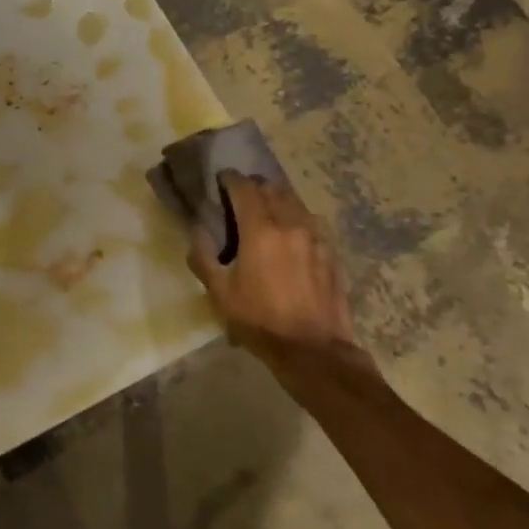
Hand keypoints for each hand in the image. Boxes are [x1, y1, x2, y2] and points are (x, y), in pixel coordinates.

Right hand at [185, 173, 363, 367]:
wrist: (313, 349)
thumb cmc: (260, 320)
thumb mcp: (220, 293)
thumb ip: (203, 257)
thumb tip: (197, 231)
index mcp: (260, 230)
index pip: (244, 188)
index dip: (230, 179)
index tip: (221, 179)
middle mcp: (291, 224)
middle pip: (273, 188)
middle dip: (255, 186)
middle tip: (242, 195)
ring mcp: (317, 237)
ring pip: (296, 202)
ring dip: (278, 199)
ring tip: (268, 211)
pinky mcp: (332, 252)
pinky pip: (313, 222)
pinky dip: (298, 218)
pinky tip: (293, 234)